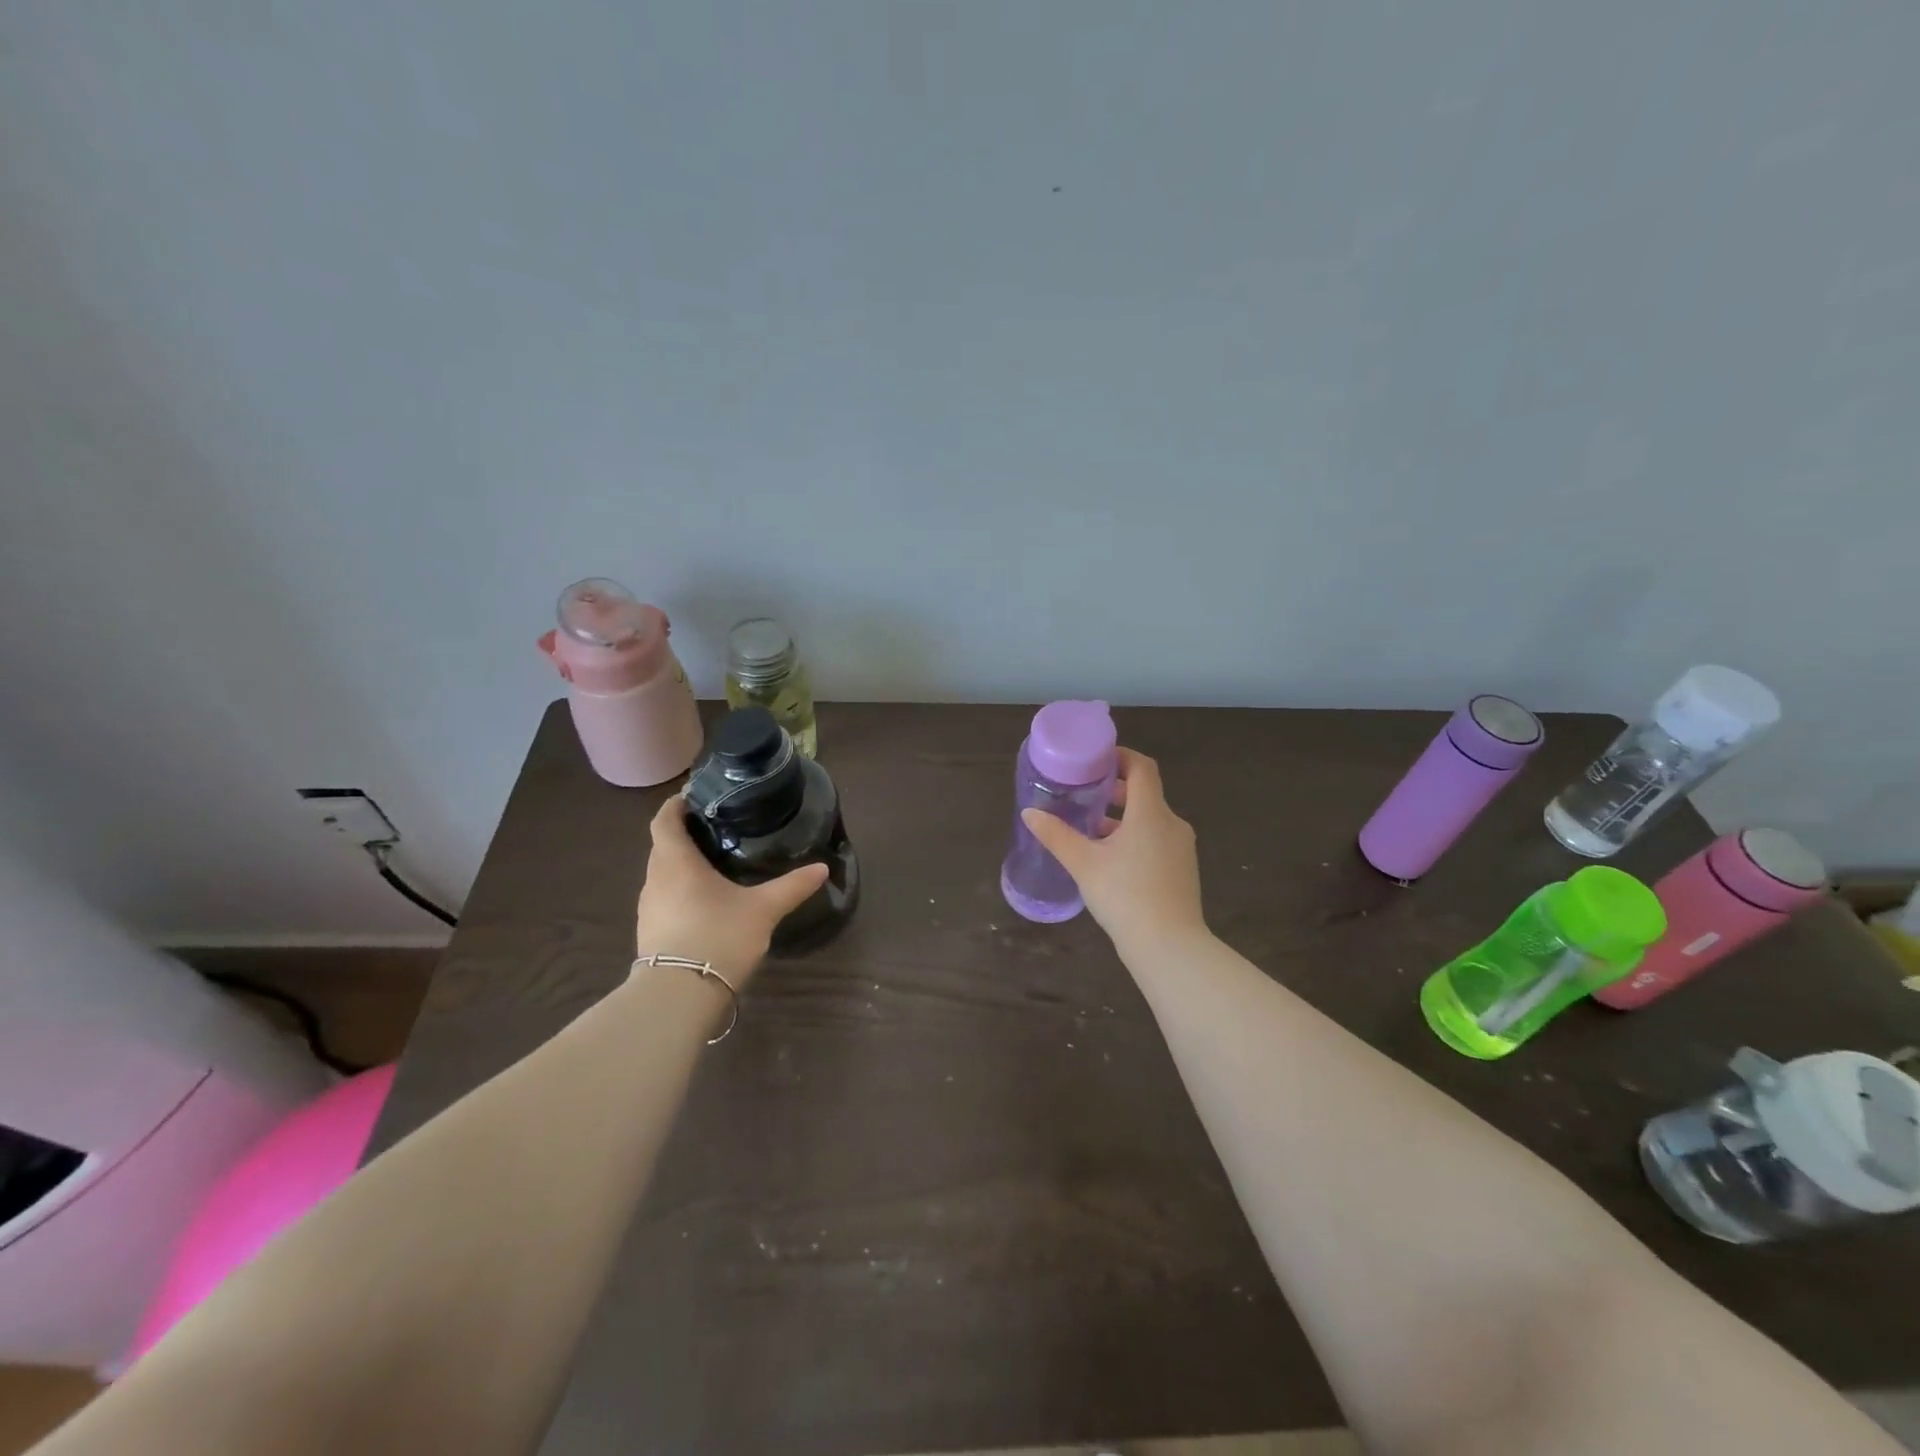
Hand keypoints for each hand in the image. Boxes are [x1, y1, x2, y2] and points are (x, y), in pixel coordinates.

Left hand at [633, 796, 828, 985]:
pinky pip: (665, 898)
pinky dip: (681, 890)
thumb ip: (791, 886)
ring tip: (715, 863)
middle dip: (684, 834)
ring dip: (682, 864)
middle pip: (663, 845)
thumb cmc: (718, 936)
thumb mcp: (763, 909)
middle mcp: (655, 879)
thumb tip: (822, 867)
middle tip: (717, 829)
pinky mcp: (650, 933)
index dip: (676, 804)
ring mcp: (649, 909)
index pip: (664, 819)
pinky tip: (706, 902)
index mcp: (676, 861)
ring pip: (663, 874)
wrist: (678, 997)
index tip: (696, 796)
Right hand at [1022, 748, 1206, 954]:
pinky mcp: (1182, 870)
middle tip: (1084, 794)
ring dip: (1122, 817)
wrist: (1169, 947)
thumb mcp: (1083, 864)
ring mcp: (1181, 848)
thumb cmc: (1125, 896)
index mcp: (1151, 813)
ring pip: (1150, 819)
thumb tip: (1029, 813)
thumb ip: (1056, 835)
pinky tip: (1110, 859)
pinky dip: (1135, 838)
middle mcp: (1172, 823)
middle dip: (1115, 790)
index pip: (1142, 767)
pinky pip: (1157, 840)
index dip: (1120, 757)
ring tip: (1090, 828)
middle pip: (1145, 793)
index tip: (1095, 760)